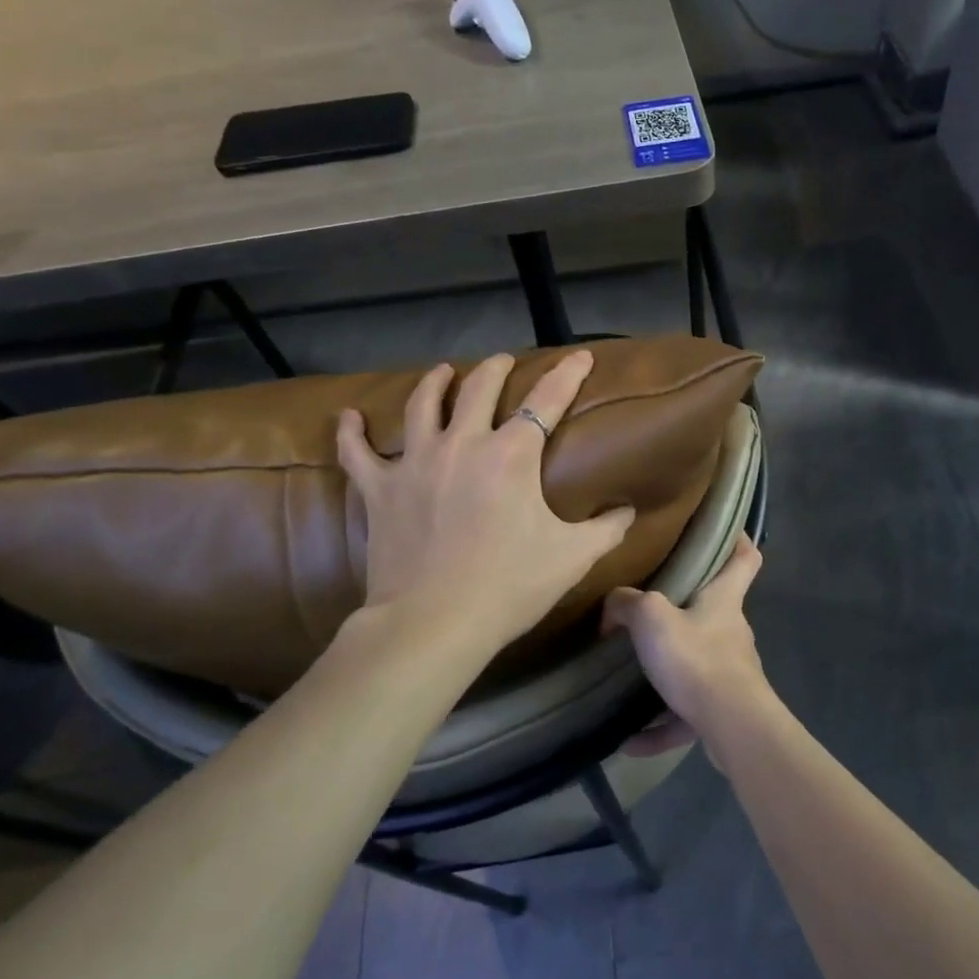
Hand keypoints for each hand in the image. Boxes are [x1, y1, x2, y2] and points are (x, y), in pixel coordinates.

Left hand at [336, 350, 635, 655]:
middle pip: (479, 387)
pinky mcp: (380, 489)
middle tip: (503, 362)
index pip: (547, 399)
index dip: (567, 373)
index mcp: (511, 455)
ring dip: (435, 382)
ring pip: (423, 404)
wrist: (434, 624)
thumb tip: (628, 511)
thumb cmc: (509, 586)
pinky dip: (352, 432)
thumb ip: (607, 530)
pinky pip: (357, 452)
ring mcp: (415, 463)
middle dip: (496, 368)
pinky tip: (349, 417)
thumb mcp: (571, 558)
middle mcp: (463, 444)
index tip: (579, 355)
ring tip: (442, 372)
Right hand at [602, 535, 767, 759]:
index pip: (745, 559)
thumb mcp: (651, 618)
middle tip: (651, 610)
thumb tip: (612, 606)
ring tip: (630, 682)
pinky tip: (629, 740)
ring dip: (667, 675)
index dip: (738, 540)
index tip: (726, 530)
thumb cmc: (696, 657)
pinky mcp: (723, 712)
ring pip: (697, 665)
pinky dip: (661, 726)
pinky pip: (686, 715)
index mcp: (724, 600)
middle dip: (688, 612)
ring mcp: (731, 674)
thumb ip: (627, 604)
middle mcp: (732, 632)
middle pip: (715, 612)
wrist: (732, 726)